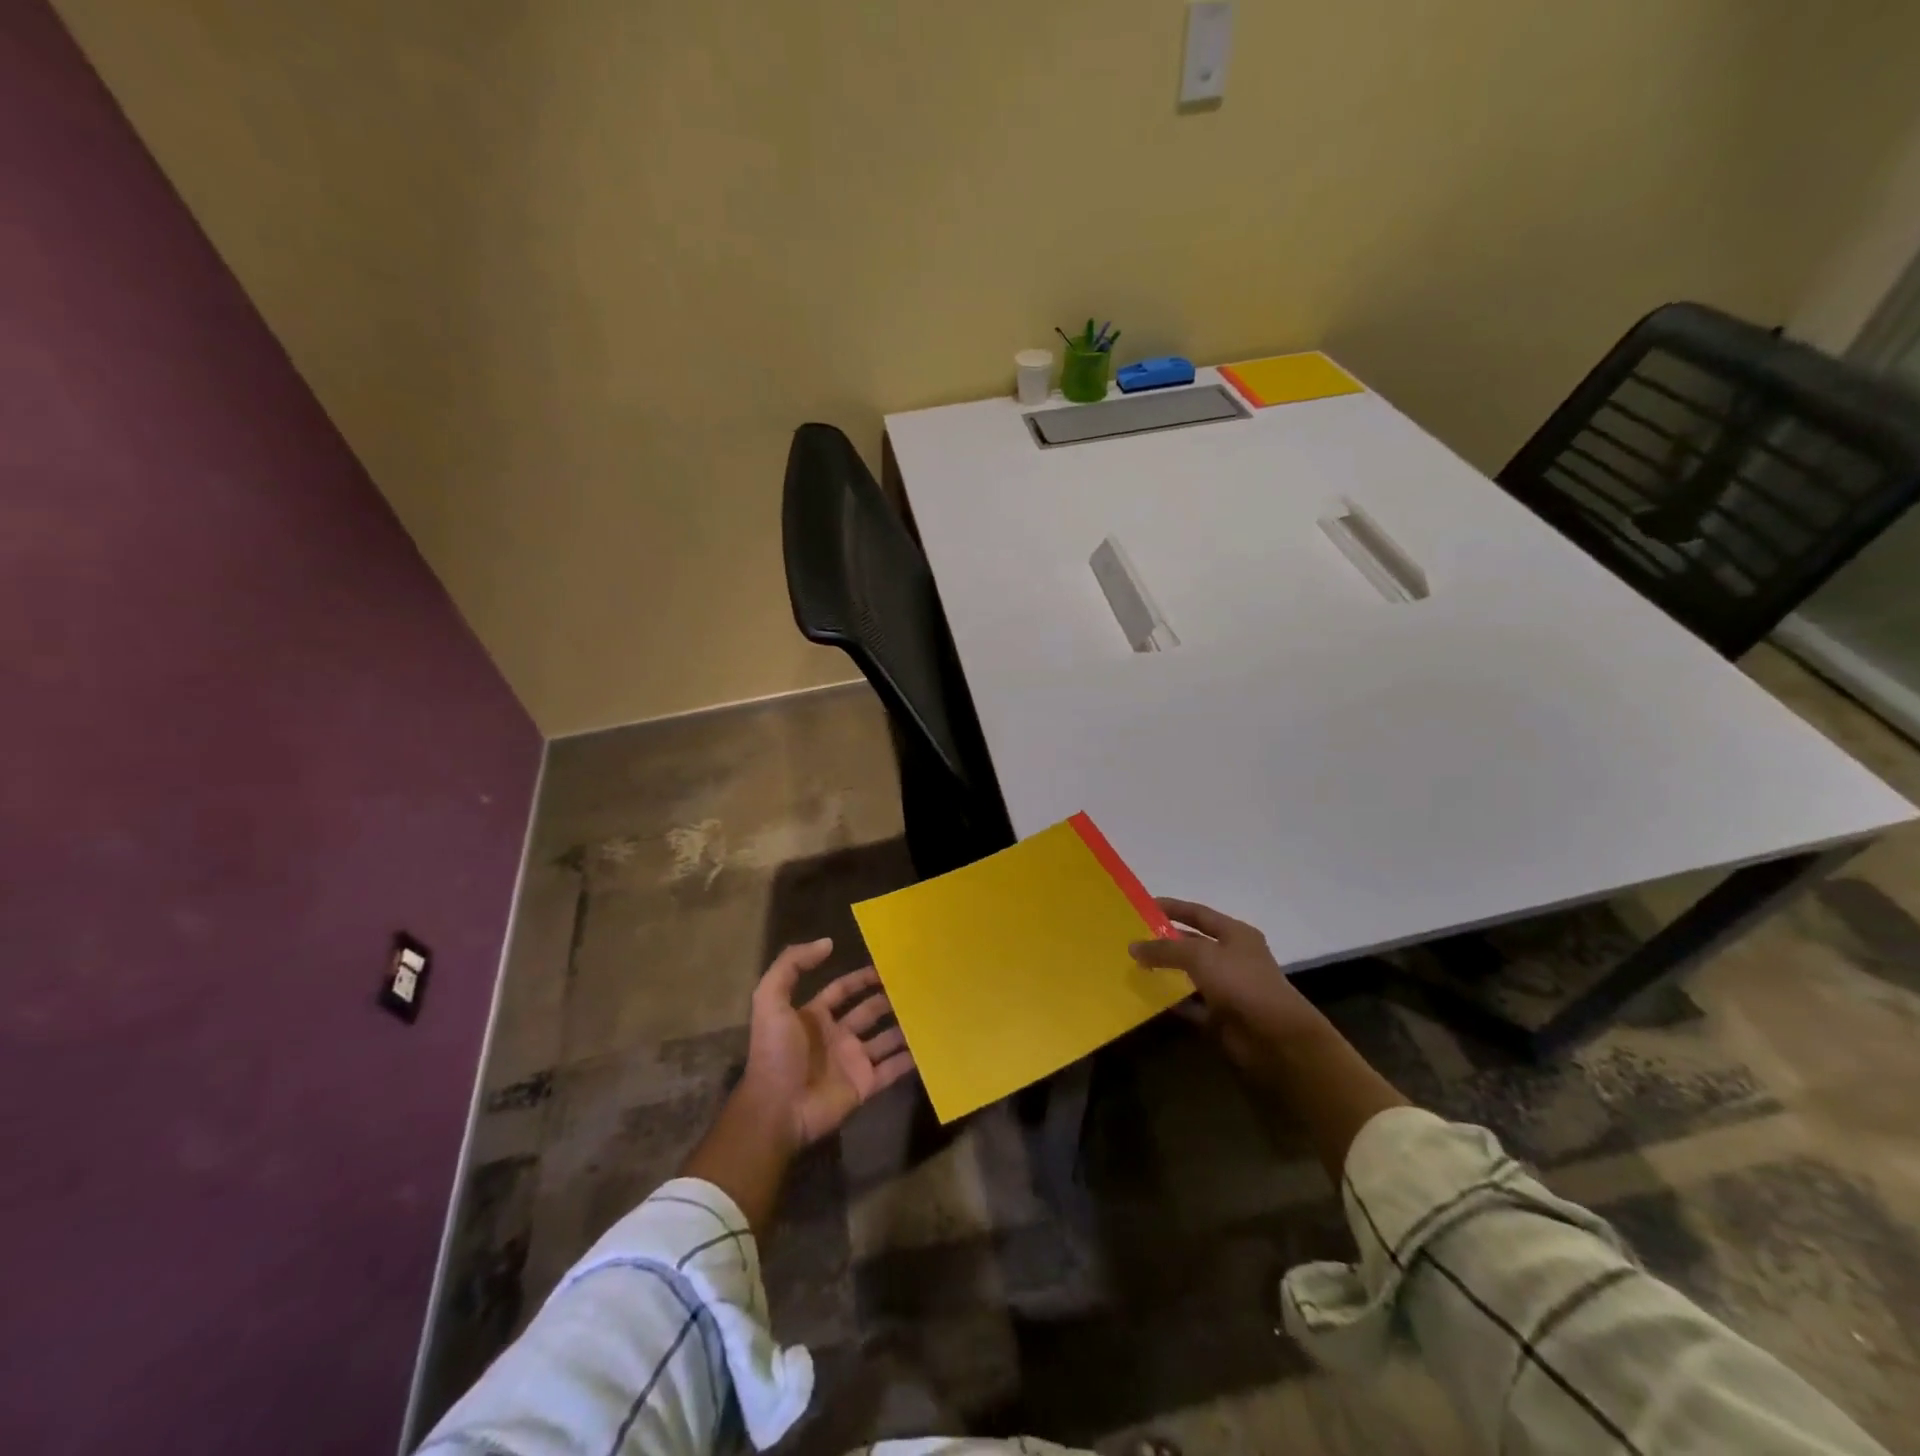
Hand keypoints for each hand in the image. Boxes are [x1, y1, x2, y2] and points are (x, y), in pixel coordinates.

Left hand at [738, 938, 914, 1147]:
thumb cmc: (775, 1052)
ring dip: (903, 1026)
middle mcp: (835, 1036)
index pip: (842, 990)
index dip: (861, 978)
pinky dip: (910, 1059)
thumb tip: (828, 942)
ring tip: (930, 1009)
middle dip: (888, 999)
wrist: (777, 1109)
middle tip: (916, 985)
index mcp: (813, 1017)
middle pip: (868, 1012)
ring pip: (885, 1039)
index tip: (887, 965)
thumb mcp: (770, 999)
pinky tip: (930, 1045)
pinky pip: (892, 1069)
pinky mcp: (865, 1086)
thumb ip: (791, 965)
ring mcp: (852, 1062)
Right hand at [1130, 898, 1326, 1077]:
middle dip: (1164, 941)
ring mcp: (1227, 989)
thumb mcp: (1199, 955)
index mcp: (1236, 934)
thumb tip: (1133, 946)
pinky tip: (1146, 998)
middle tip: (1131, 939)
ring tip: (1132, 967)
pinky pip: (1190, 1005)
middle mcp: (1233, 958)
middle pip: (1192, 944)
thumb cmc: (1241, 983)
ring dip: (1165, 973)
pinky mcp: (1220, 1018)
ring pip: (1189, 975)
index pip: (1198, 913)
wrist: (1275, 1038)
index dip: (1172, 907)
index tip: (1142, 906)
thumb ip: (1165, 949)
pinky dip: (1171, 1002)